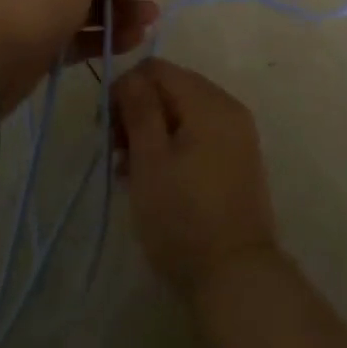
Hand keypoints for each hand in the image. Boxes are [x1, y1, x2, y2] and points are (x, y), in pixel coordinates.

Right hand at [111, 58, 280, 295]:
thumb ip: (139, 109)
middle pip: (172, 88)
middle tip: (116, 152)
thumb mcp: (150, 161)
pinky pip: (200, 135)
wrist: (236, 278)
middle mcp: (227, 106)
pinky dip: (175, 147)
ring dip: (153, 132)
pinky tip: (155, 179)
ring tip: (129, 172)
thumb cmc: (184, 217)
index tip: (107, 128)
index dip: (126, 90)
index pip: (157, 69)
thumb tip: (130, 75)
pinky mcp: (239, 159)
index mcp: (208, 100)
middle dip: (139, 112)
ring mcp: (237, 134)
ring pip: (184, 113)